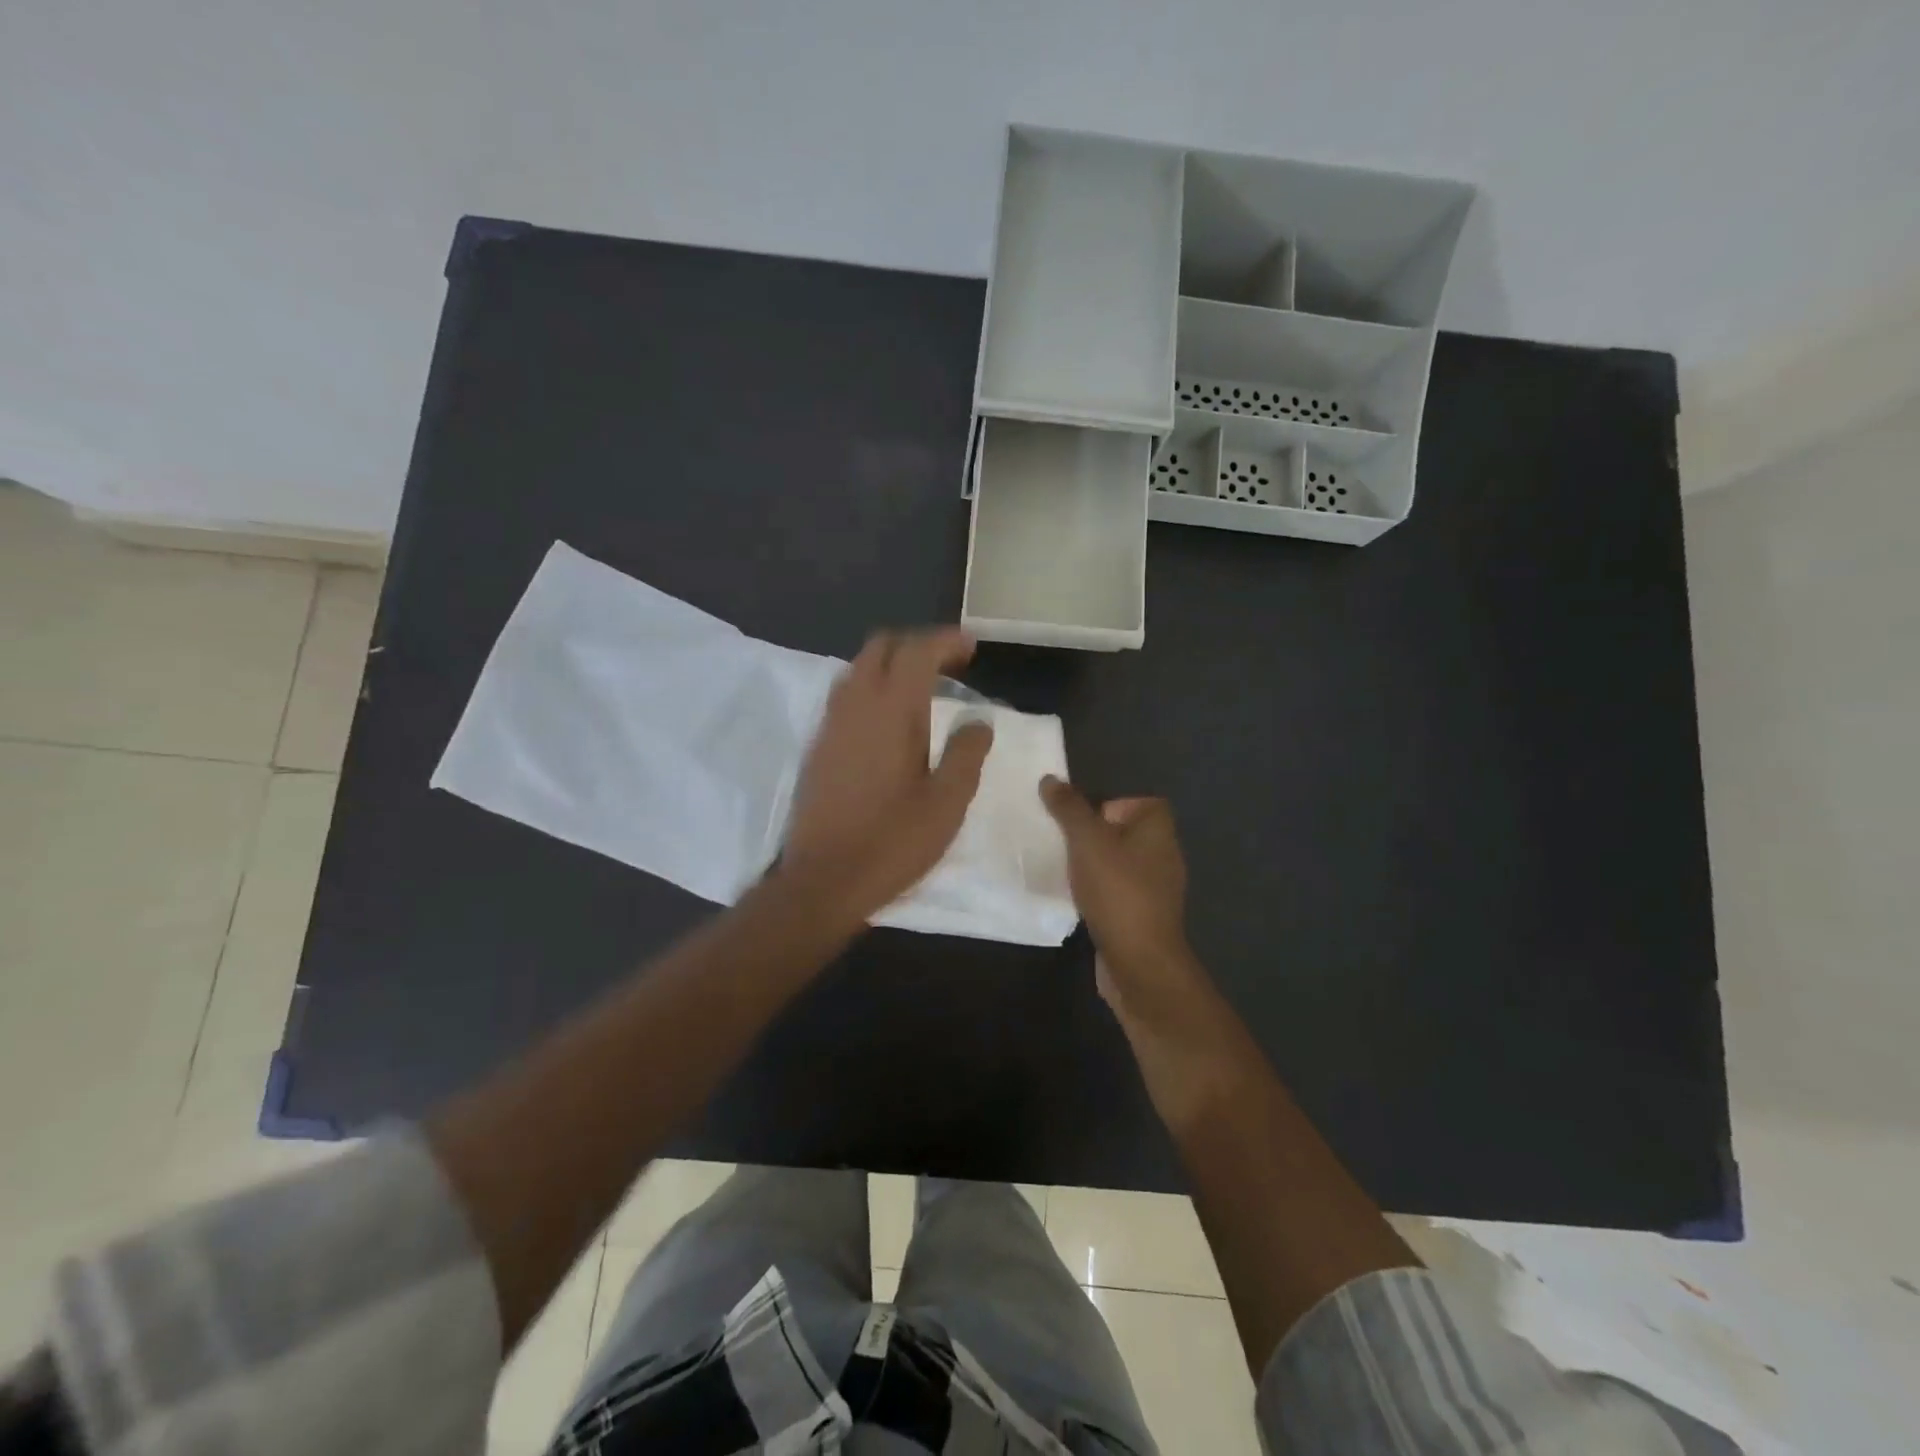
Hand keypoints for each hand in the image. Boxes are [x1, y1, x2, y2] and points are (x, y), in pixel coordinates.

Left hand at [780, 628, 993, 926]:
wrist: (823, 880)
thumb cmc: (892, 842)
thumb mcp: (947, 803)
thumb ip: (967, 754)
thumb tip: (979, 721)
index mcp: (891, 711)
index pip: (917, 651)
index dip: (946, 641)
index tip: (971, 648)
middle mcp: (855, 705)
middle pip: (881, 646)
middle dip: (917, 645)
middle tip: (950, 666)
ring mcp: (830, 724)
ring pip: (859, 668)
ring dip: (892, 665)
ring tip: (923, 689)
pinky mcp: (818, 746)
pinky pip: (845, 695)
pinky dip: (872, 688)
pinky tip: (890, 721)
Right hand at [1040, 777, 1241, 1123]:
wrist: (1138, 961)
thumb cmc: (1117, 890)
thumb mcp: (1086, 840)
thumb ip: (1069, 808)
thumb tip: (1051, 779)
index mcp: (1158, 830)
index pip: (1141, 802)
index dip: (1112, 804)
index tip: (1083, 819)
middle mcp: (1163, 855)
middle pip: (1126, 832)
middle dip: (1093, 835)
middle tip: (1064, 842)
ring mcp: (1156, 889)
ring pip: (1118, 863)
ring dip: (1093, 865)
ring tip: (1064, 869)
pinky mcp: (1142, 916)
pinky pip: (1116, 891)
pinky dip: (1097, 892)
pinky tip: (1075, 899)